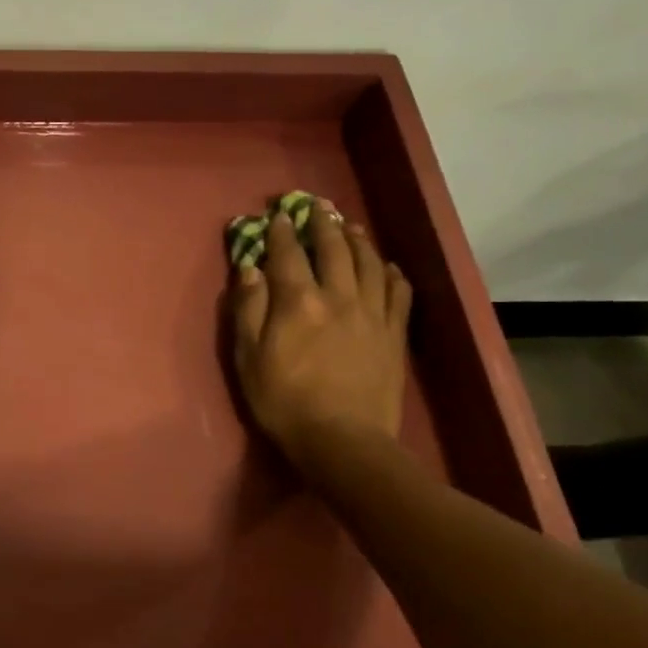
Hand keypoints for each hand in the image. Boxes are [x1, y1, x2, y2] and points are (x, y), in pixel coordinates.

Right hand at [231, 202, 411, 453]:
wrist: (343, 441)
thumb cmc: (284, 401)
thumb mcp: (248, 357)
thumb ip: (248, 309)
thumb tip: (249, 268)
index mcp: (297, 301)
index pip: (287, 254)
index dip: (280, 231)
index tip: (276, 216)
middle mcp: (338, 296)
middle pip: (332, 249)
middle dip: (321, 224)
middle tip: (316, 206)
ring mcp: (371, 314)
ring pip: (368, 263)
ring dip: (358, 240)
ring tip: (350, 226)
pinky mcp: (394, 334)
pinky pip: (398, 293)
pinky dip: (392, 273)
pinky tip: (388, 266)